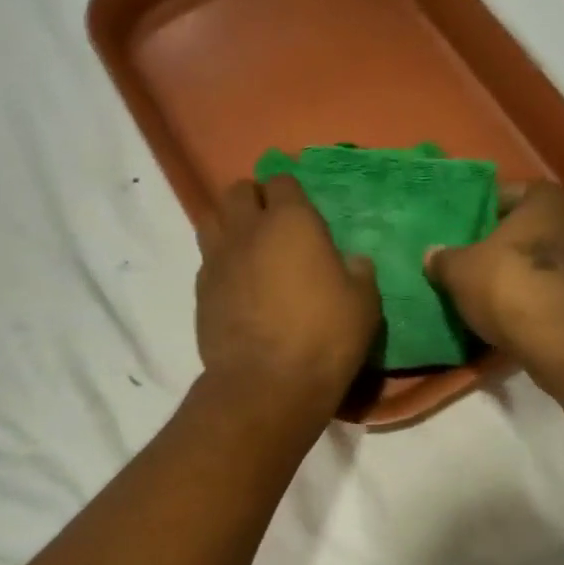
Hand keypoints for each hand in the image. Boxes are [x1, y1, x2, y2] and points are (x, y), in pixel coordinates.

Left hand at [196, 175, 380, 418]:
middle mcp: (248, 230)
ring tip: (248, 247)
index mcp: (291, 221)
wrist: (266, 384)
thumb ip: (358, 273)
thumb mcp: (363, 304)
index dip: (290, 191)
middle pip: (238, 191)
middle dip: (254, 198)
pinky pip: (207, 260)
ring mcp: (217, 259)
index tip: (300, 208)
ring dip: (229, 224)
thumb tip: (353, 261)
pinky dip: (220, 263)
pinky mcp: (200, 290)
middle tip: (272, 223)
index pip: (281, 180)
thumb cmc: (324, 337)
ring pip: (212, 219)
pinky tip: (237, 284)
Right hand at [426, 181, 563, 394]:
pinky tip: (511, 311)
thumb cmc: (510, 285)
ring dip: (518, 271)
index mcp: (545, 198)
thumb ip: (444, 258)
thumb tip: (432, 254)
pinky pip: (553, 287)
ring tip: (485, 288)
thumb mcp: (460, 271)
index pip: (505, 194)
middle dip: (500, 243)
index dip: (479, 212)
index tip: (459, 232)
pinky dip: (534, 295)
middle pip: (526, 227)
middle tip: (468, 259)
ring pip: (541, 258)